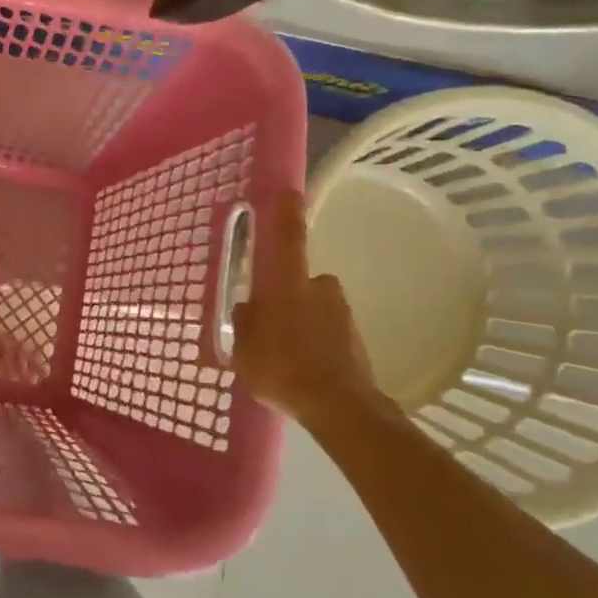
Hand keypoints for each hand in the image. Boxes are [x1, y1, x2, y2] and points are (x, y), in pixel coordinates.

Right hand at [232, 190, 382, 426]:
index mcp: (286, 283)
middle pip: (300, 279)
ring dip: (302, 321)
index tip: (289, 191)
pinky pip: (328, 332)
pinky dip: (317, 343)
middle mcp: (318, 288)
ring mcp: (341, 313)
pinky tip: (303, 368)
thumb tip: (248, 310)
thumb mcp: (242, 349)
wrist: (339, 406)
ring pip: (315, 307)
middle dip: (287, 295)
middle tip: (269, 322)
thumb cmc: (281, 368)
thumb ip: (243, 324)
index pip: (287, 237)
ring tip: (286, 354)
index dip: (286, 212)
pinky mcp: (356, 339)